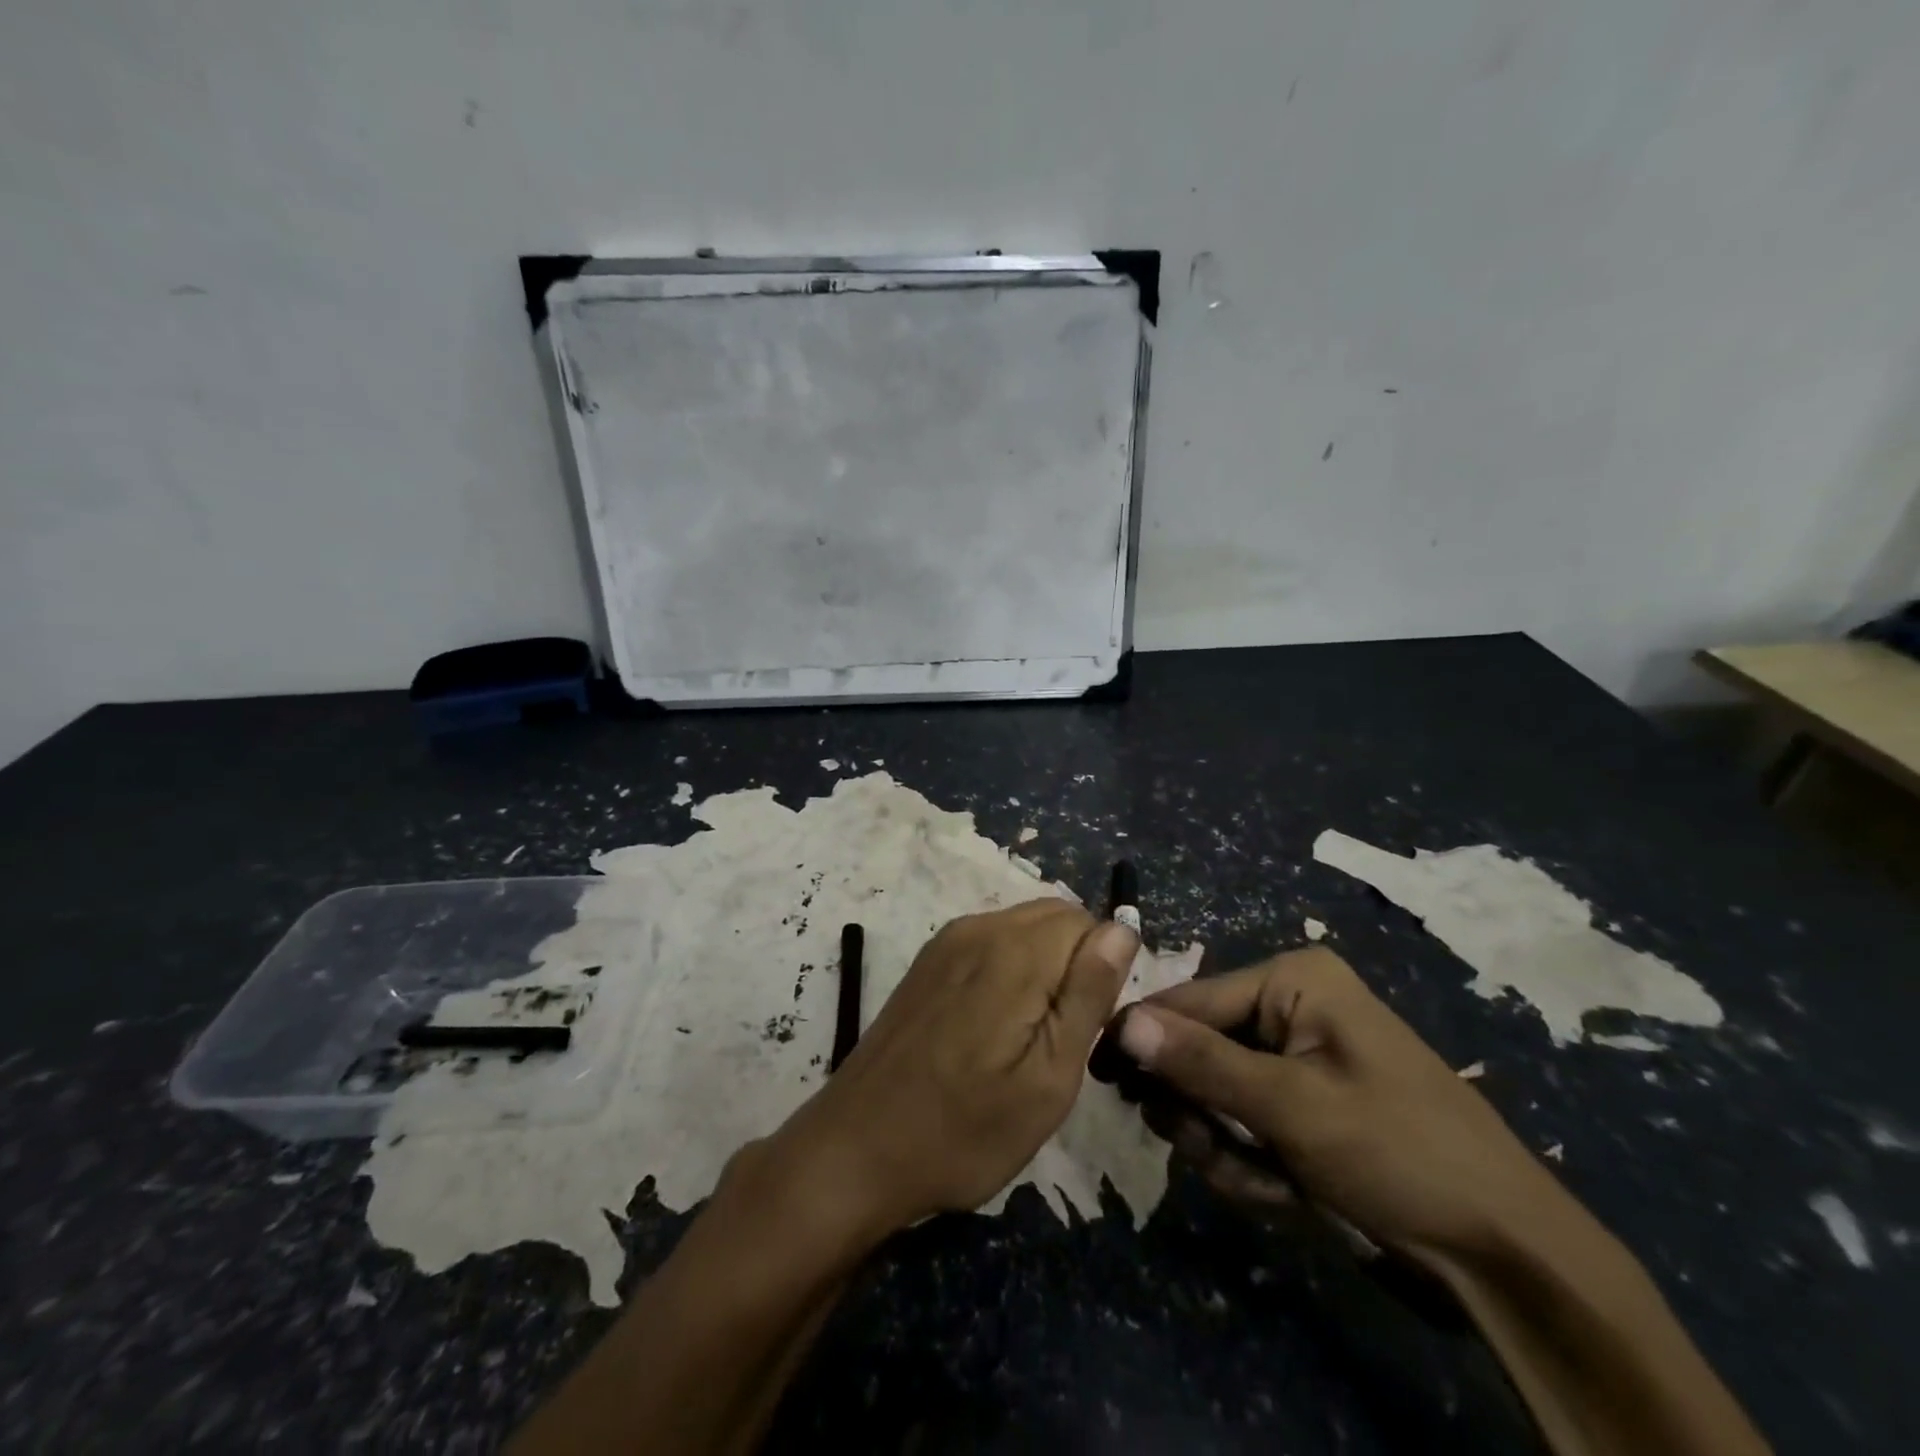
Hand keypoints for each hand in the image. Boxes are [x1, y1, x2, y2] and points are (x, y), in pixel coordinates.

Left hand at [767, 900, 1139, 1238]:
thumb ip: (1088, 994)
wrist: (858, 1149)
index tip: (1085, 1029)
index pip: (1090, 923)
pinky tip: (990, 1029)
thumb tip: (1122, 929)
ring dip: (1043, 969)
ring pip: (1025, 929)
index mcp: (1014, 950)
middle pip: (1057, 918)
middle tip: (1058, 1040)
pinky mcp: (929, 959)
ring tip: (1024, 1040)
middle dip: (1075, 966)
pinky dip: (1011, 970)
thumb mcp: (1048, 1079)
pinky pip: (992, 943)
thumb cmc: (965, 1130)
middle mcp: (979, 927)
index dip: (1102, 973)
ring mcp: (948, 940)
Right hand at [1116, 947, 1571, 1270]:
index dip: (1144, 1038)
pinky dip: (1252, 1159)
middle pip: (1201, 1049)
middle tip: (1209, 1151)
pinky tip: (1285, 1190)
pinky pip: (1248, 1121)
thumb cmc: (1399, 1152)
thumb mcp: (1292, 1107)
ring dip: (1225, 1142)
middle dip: (1200, 1109)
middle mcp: (1292, 1007)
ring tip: (1262, 1180)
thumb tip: (1122, 1021)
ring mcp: (1300, 1057)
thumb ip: (1201, 1063)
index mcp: (1293, 980)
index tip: (1101, 1074)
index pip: (1191, 999)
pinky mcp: (1307, 1103)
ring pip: (1218, 1092)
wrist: (1507, 1252)